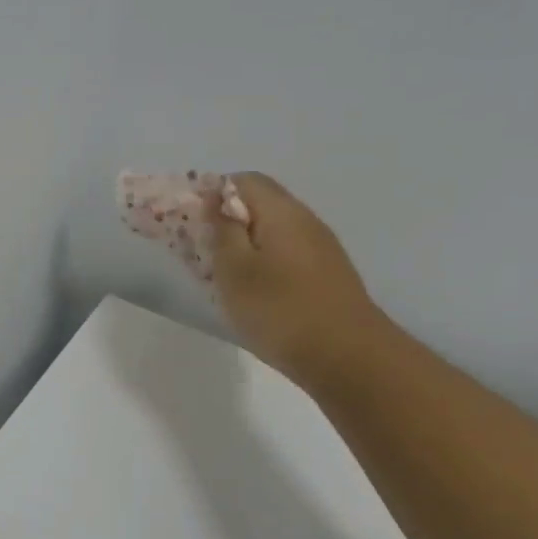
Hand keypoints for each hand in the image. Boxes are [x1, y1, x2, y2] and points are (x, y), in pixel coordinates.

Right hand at [211, 172, 384, 384]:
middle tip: (201, 251)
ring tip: (222, 276)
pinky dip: (263, 263)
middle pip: (260, 203)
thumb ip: (222, 230)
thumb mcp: (235, 270)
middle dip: (226, 220)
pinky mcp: (326, 275)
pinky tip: (254, 293)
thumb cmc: (281, 310)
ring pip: (273, 231)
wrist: (348, 358)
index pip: (242, 180)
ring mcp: (321, 248)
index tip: (190, 221)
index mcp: (281, 212)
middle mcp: (305, 220)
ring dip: (244, 245)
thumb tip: (216, 199)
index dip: (211, 193)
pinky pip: (286, 254)